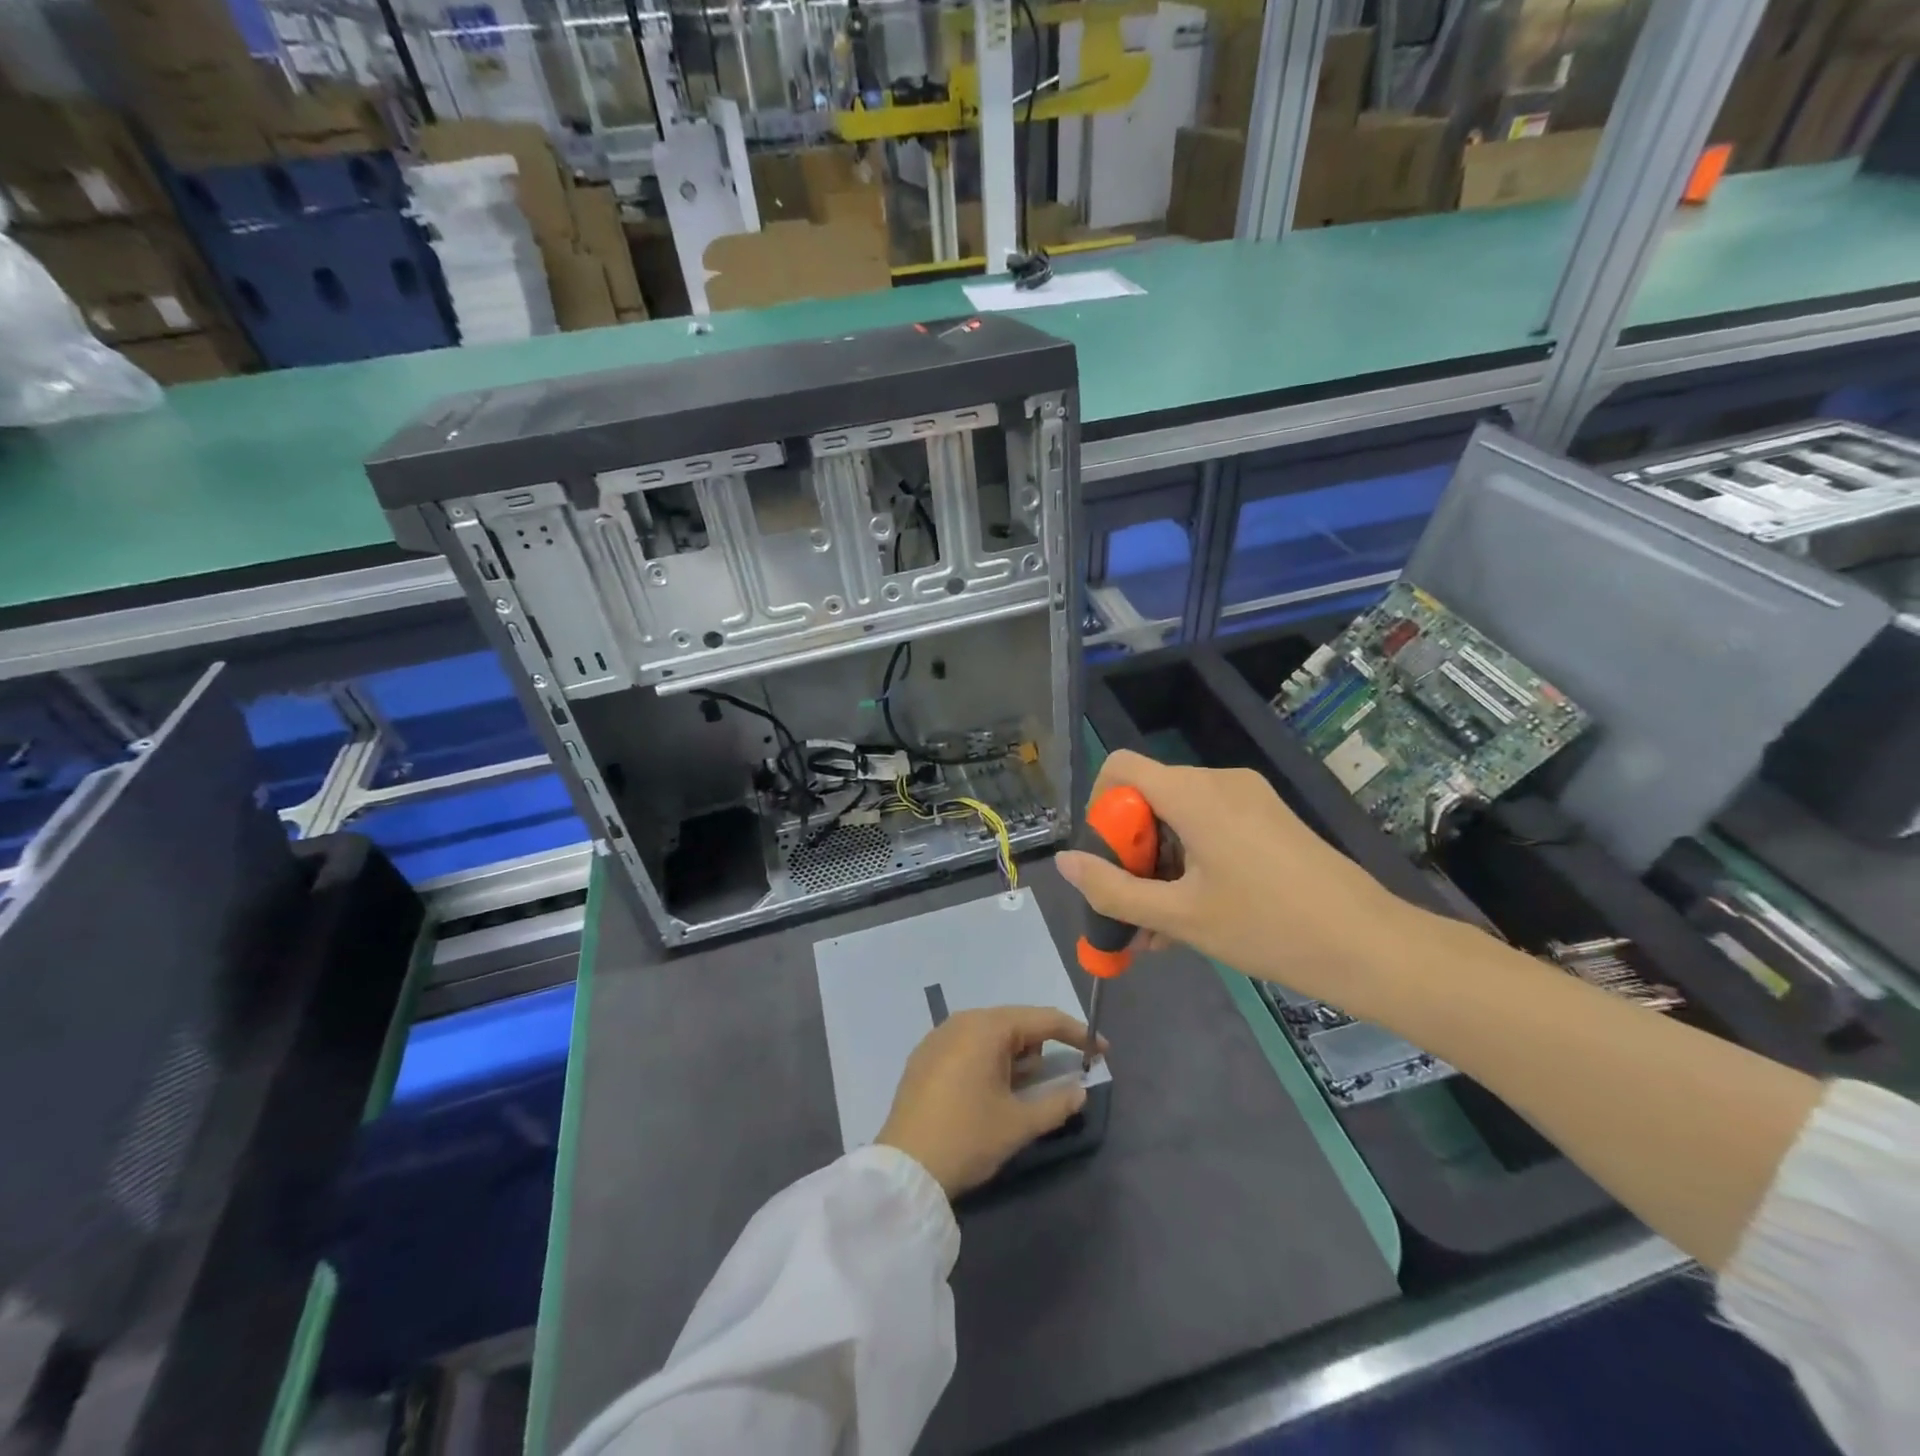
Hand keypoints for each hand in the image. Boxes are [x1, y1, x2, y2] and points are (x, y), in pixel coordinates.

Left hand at [876, 1006, 1100, 1199]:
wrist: (904, 1169)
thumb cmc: (967, 1138)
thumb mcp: (1018, 1124)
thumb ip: (1057, 1103)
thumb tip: (1080, 1091)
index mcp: (987, 1028)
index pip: (1043, 1019)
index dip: (1077, 1034)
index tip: (1102, 1051)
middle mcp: (962, 1021)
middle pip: (1016, 1024)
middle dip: (1042, 1047)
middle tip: (1060, 1078)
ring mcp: (938, 1037)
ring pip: (991, 1036)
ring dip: (1015, 1057)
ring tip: (1022, 1091)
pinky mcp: (925, 1057)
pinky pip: (969, 1047)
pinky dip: (989, 1061)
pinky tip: (991, 1092)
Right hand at [1056, 749, 1421, 1004]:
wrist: (1371, 946)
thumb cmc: (1268, 927)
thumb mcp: (1179, 915)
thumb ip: (1113, 889)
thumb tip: (1065, 863)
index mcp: (1193, 793)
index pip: (1120, 767)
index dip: (1099, 809)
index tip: (1106, 860)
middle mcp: (1219, 781)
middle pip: (1148, 797)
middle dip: (1129, 851)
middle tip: (1130, 908)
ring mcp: (1248, 799)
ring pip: (1178, 819)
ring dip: (1159, 867)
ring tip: (1158, 929)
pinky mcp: (1269, 820)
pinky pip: (1210, 829)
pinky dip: (1189, 864)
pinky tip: (1191, 918)